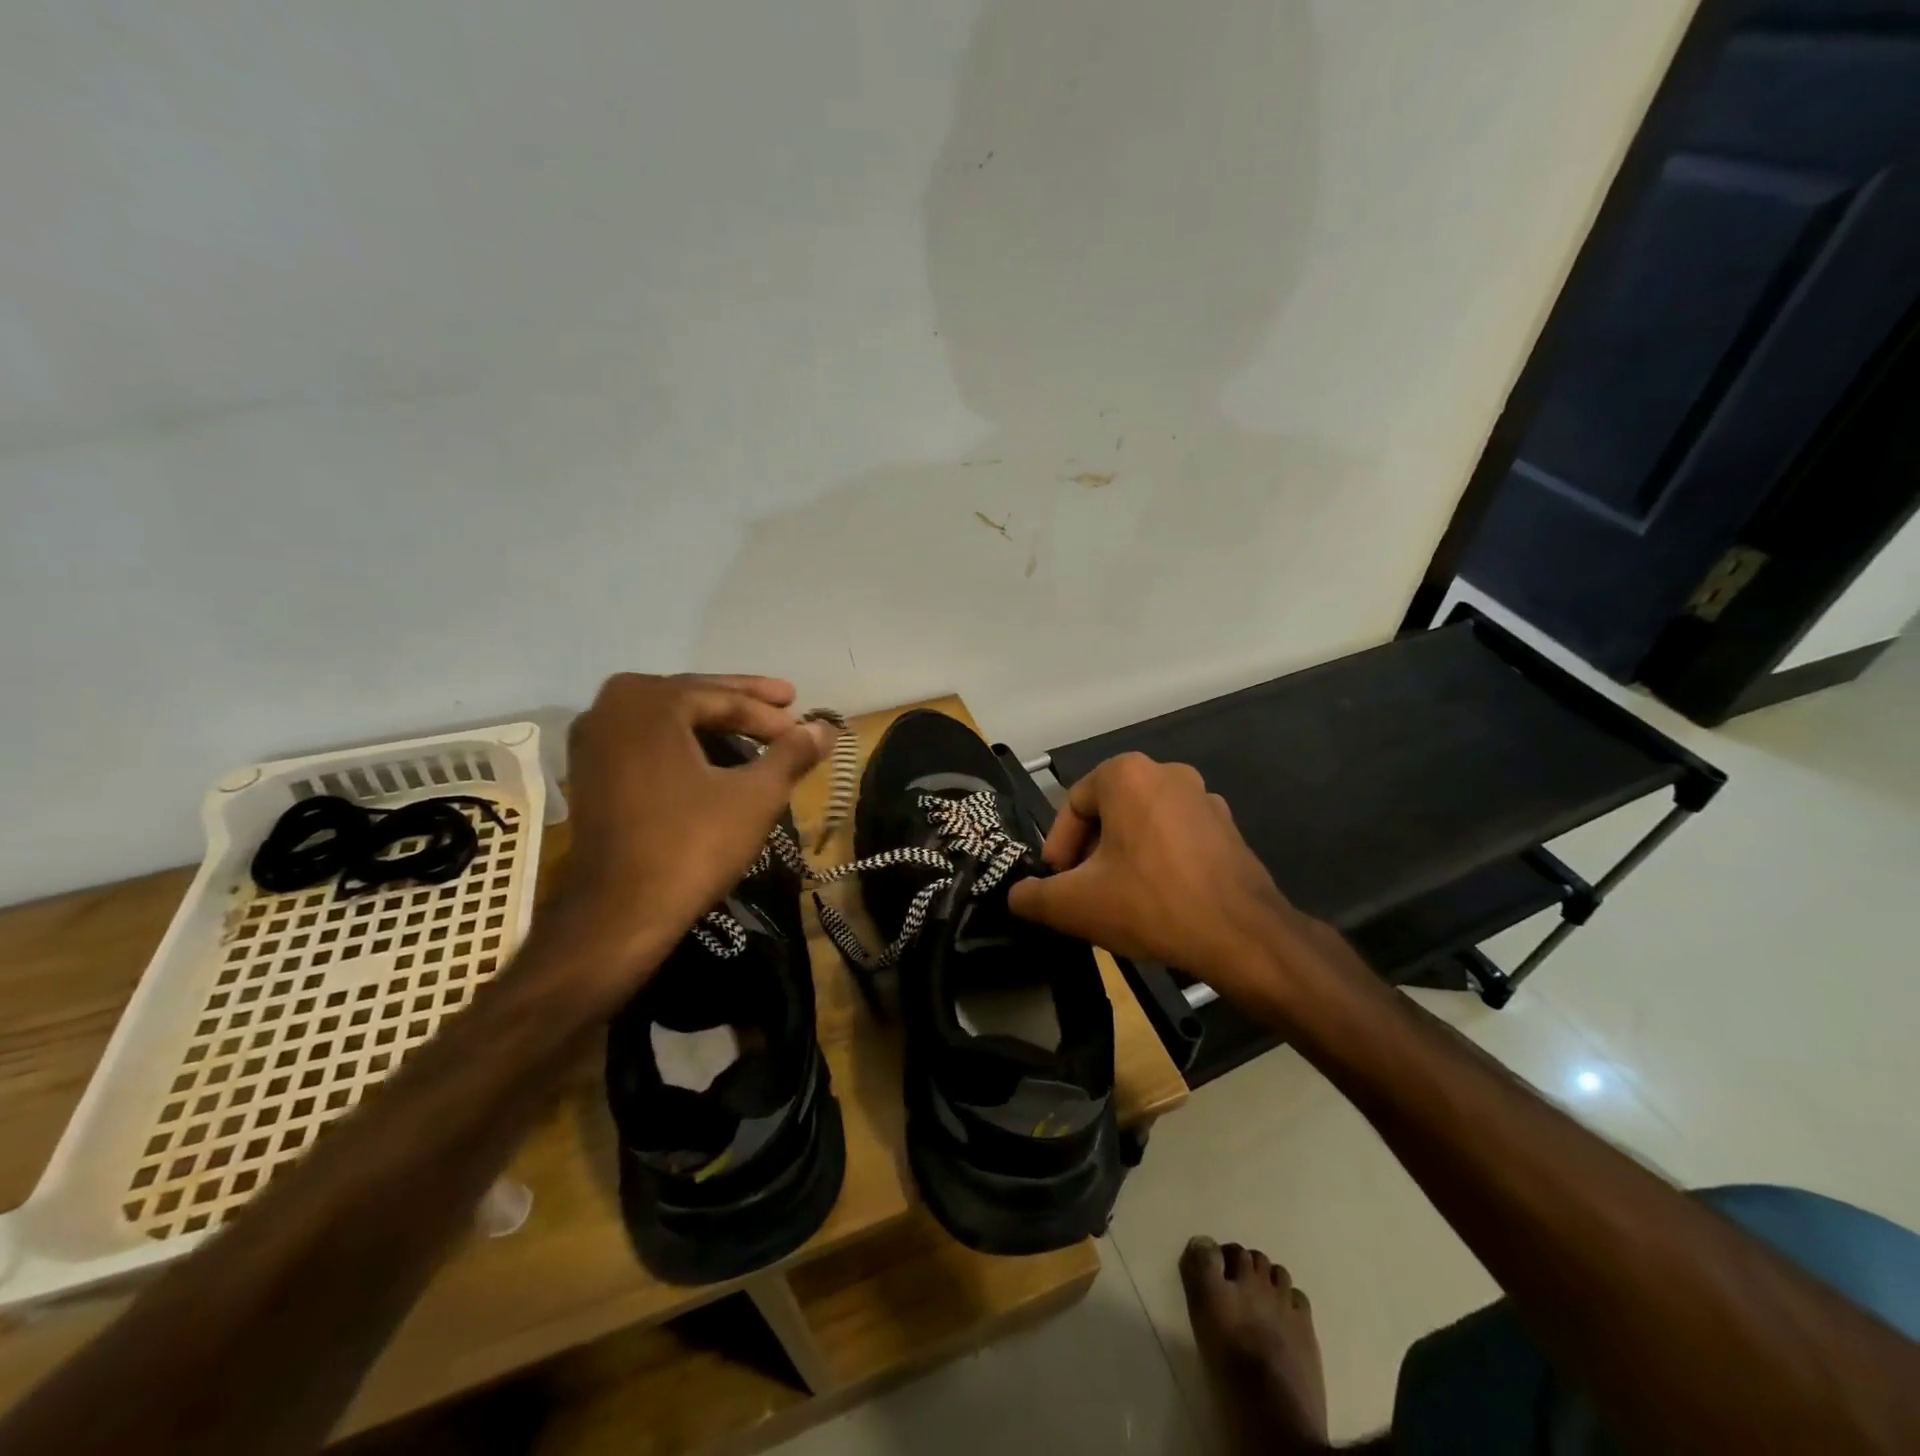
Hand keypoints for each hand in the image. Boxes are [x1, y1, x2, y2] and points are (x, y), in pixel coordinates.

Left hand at [542, 673, 832, 1000]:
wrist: (620, 913)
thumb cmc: (692, 846)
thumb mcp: (756, 796)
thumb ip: (792, 754)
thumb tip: (825, 728)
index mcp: (650, 702)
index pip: (724, 698)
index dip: (770, 715)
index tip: (803, 730)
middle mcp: (611, 707)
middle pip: (692, 696)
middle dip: (742, 703)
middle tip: (786, 701)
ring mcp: (592, 740)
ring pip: (667, 717)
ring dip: (711, 720)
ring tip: (754, 727)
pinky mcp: (587, 771)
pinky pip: (645, 739)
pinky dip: (681, 740)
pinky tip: (709, 753)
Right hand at [1007, 753, 1350, 1011]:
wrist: (1242, 936)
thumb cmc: (1151, 903)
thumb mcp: (1074, 904)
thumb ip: (1032, 896)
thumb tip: (1016, 895)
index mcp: (1127, 774)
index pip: (1072, 806)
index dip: (1059, 849)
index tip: (1059, 885)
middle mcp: (1167, 772)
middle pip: (1107, 813)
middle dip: (1090, 854)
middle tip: (1085, 894)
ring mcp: (1204, 798)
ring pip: (1142, 826)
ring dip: (1123, 858)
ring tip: (1120, 901)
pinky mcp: (1228, 827)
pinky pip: (1176, 838)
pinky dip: (1158, 862)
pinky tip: (1159, 901)